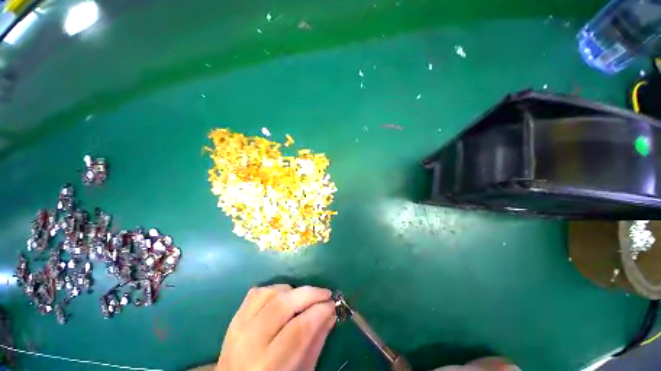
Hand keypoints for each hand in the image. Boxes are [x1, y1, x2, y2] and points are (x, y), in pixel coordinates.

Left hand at [216, 284, 336, 370]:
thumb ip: (316, 341)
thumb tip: (331, 311)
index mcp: (268, 366)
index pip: (298, 329)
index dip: (320, 311)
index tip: (333, 304)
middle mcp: (249, 344)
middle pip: (282, 305)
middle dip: (309, 294)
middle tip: (325, 294)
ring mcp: (238, 327)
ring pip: (270, 293)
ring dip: (292, 290)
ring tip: (304, 298)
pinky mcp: (234, 318)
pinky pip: (257, 292)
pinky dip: (275, 289)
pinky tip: (284, 297)